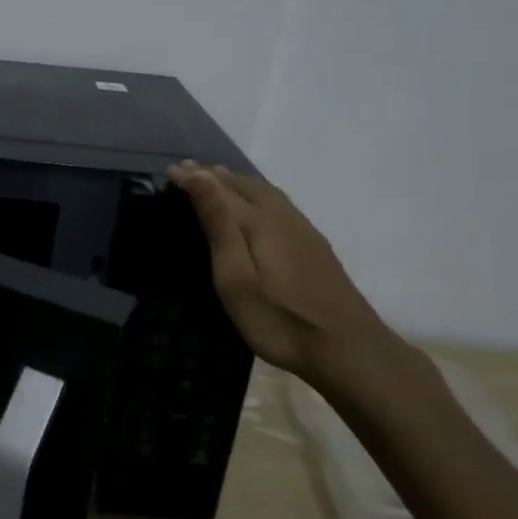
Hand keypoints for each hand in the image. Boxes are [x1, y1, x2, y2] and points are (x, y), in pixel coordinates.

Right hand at [167, 160, 391, 380]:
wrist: (347, 348)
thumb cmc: (279, 318)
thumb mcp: (236, 276)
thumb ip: (219, 224)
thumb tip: (202, 176)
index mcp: (260, 221)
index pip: (219, 189)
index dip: (194, 178)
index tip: (170, 170)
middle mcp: (282, 216)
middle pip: (245, 185)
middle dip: (214, 175)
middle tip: (188, 169)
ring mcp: (303, 230)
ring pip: (265, 192)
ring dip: (237, 181)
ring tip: (218, 178)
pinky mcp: (314, 246)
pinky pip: (278, 204)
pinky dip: (257, 194)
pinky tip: (258, 205)